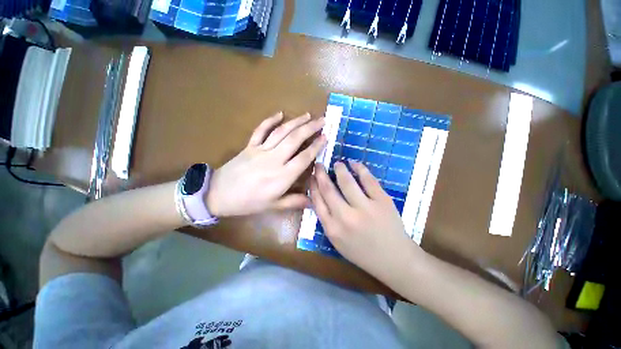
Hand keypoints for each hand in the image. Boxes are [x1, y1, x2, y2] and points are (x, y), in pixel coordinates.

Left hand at [206, 112, 325, 216]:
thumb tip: (314, 203)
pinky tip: (280, 113)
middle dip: (310, 128)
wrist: (218, 195)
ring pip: (281, 132)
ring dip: (296, 122)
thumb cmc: (248, 203)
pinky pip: (261, 130)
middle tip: (322, 120)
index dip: (316, 146)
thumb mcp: (273, 206)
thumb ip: (294, 202)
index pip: (304, 157)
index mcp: (282, 176)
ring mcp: (261, 150)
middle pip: (295, 139)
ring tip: (308, 115)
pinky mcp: (249, 146)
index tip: (325, 137)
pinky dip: (270, 120)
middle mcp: (274, 159)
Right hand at [310, 161, 423, 281]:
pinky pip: (368, 180)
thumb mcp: (338, 242)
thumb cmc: (363, 253)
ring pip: (347, 181)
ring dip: (340, 169)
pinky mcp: (382, 201)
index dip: (313, 186)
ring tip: (337, 163)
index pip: (317, 201)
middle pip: (328, 189)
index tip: (312, 176)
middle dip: (321, 174)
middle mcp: (346, 217)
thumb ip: (327, 220)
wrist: (395, 260)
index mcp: (332, 229)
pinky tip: (354, 163)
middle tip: (319, 164)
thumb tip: (319, 197)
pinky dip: (360, 168)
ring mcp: (365, 208)